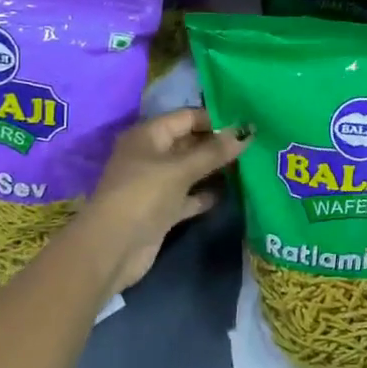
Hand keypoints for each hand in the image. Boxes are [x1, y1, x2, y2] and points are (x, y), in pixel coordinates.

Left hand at [75, 108, 248, 292]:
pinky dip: (206, 194)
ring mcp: (156, 184)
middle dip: (218, 143)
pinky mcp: (162, 210)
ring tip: (249, 164)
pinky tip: (232, 192)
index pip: (186, 117)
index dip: (215, 118)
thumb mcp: (180, 169)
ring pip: (191, 170)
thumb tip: (246, 131)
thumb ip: (214, 151)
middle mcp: (151, 156)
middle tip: (254, 142)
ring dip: (215, 168)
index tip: (246, 122)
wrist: (112, 249)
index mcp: (148, 136)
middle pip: (189, 142)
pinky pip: (189, 195)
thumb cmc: (143, 195)